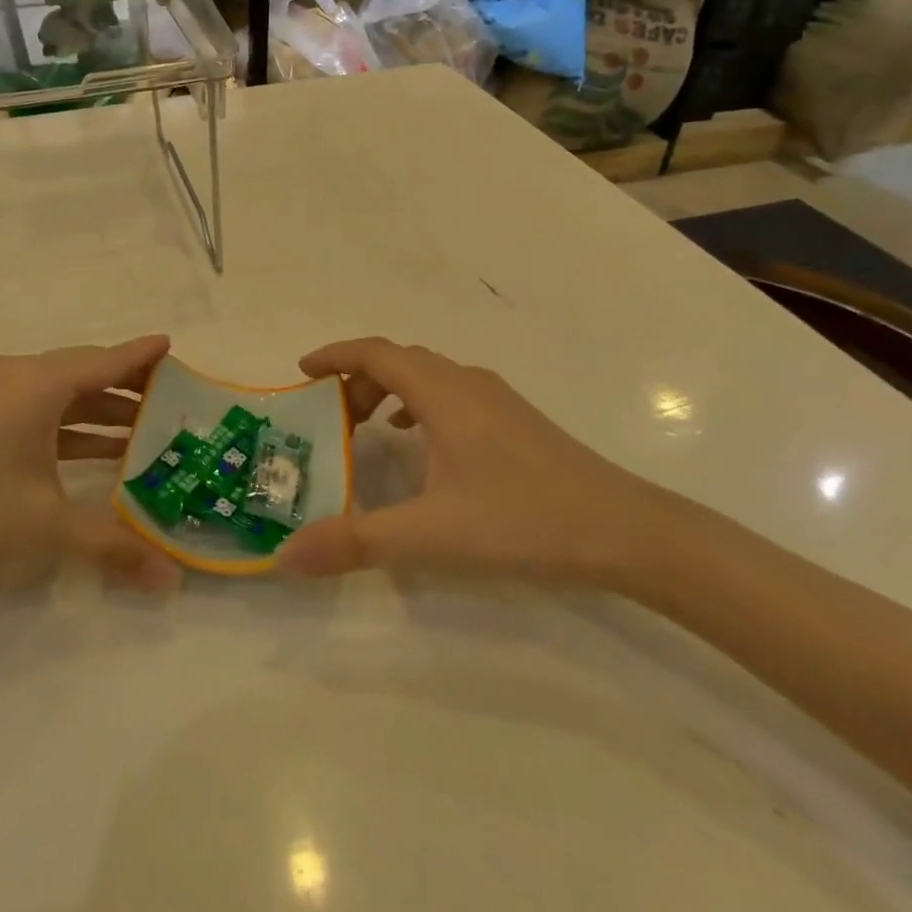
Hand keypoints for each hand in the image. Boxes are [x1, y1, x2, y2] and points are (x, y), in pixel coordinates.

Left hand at [0, 335, 180, 591]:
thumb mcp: (45, 526)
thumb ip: (112, 546)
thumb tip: (171, 581)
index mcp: (38, 384)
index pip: (105, 361)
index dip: (141, 355)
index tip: (172, 345)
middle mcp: (19, 376)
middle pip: (85, 371)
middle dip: (128, 385)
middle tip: (170, 400)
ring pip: (62, 392)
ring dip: (100, 410)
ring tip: (143, 431)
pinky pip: (39, 408)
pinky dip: (70, 424)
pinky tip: (93, 450)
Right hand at [277, 338, 675, 587]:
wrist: (627, 532)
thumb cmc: (523, 520)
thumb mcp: (430, 534)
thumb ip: (354, 542)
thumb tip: (283, 559)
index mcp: (442, 393)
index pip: (375, 353)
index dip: (334, 355)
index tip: (301, 370)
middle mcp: (467, 383)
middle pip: (399, 361)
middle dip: (357, 381)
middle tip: (331, 420)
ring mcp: (497, 400)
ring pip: (428, 377)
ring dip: (390, 393)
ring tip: (369, 430)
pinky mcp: (517, 422)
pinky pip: (452, 396)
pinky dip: (421, 407)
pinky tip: (424, 447)